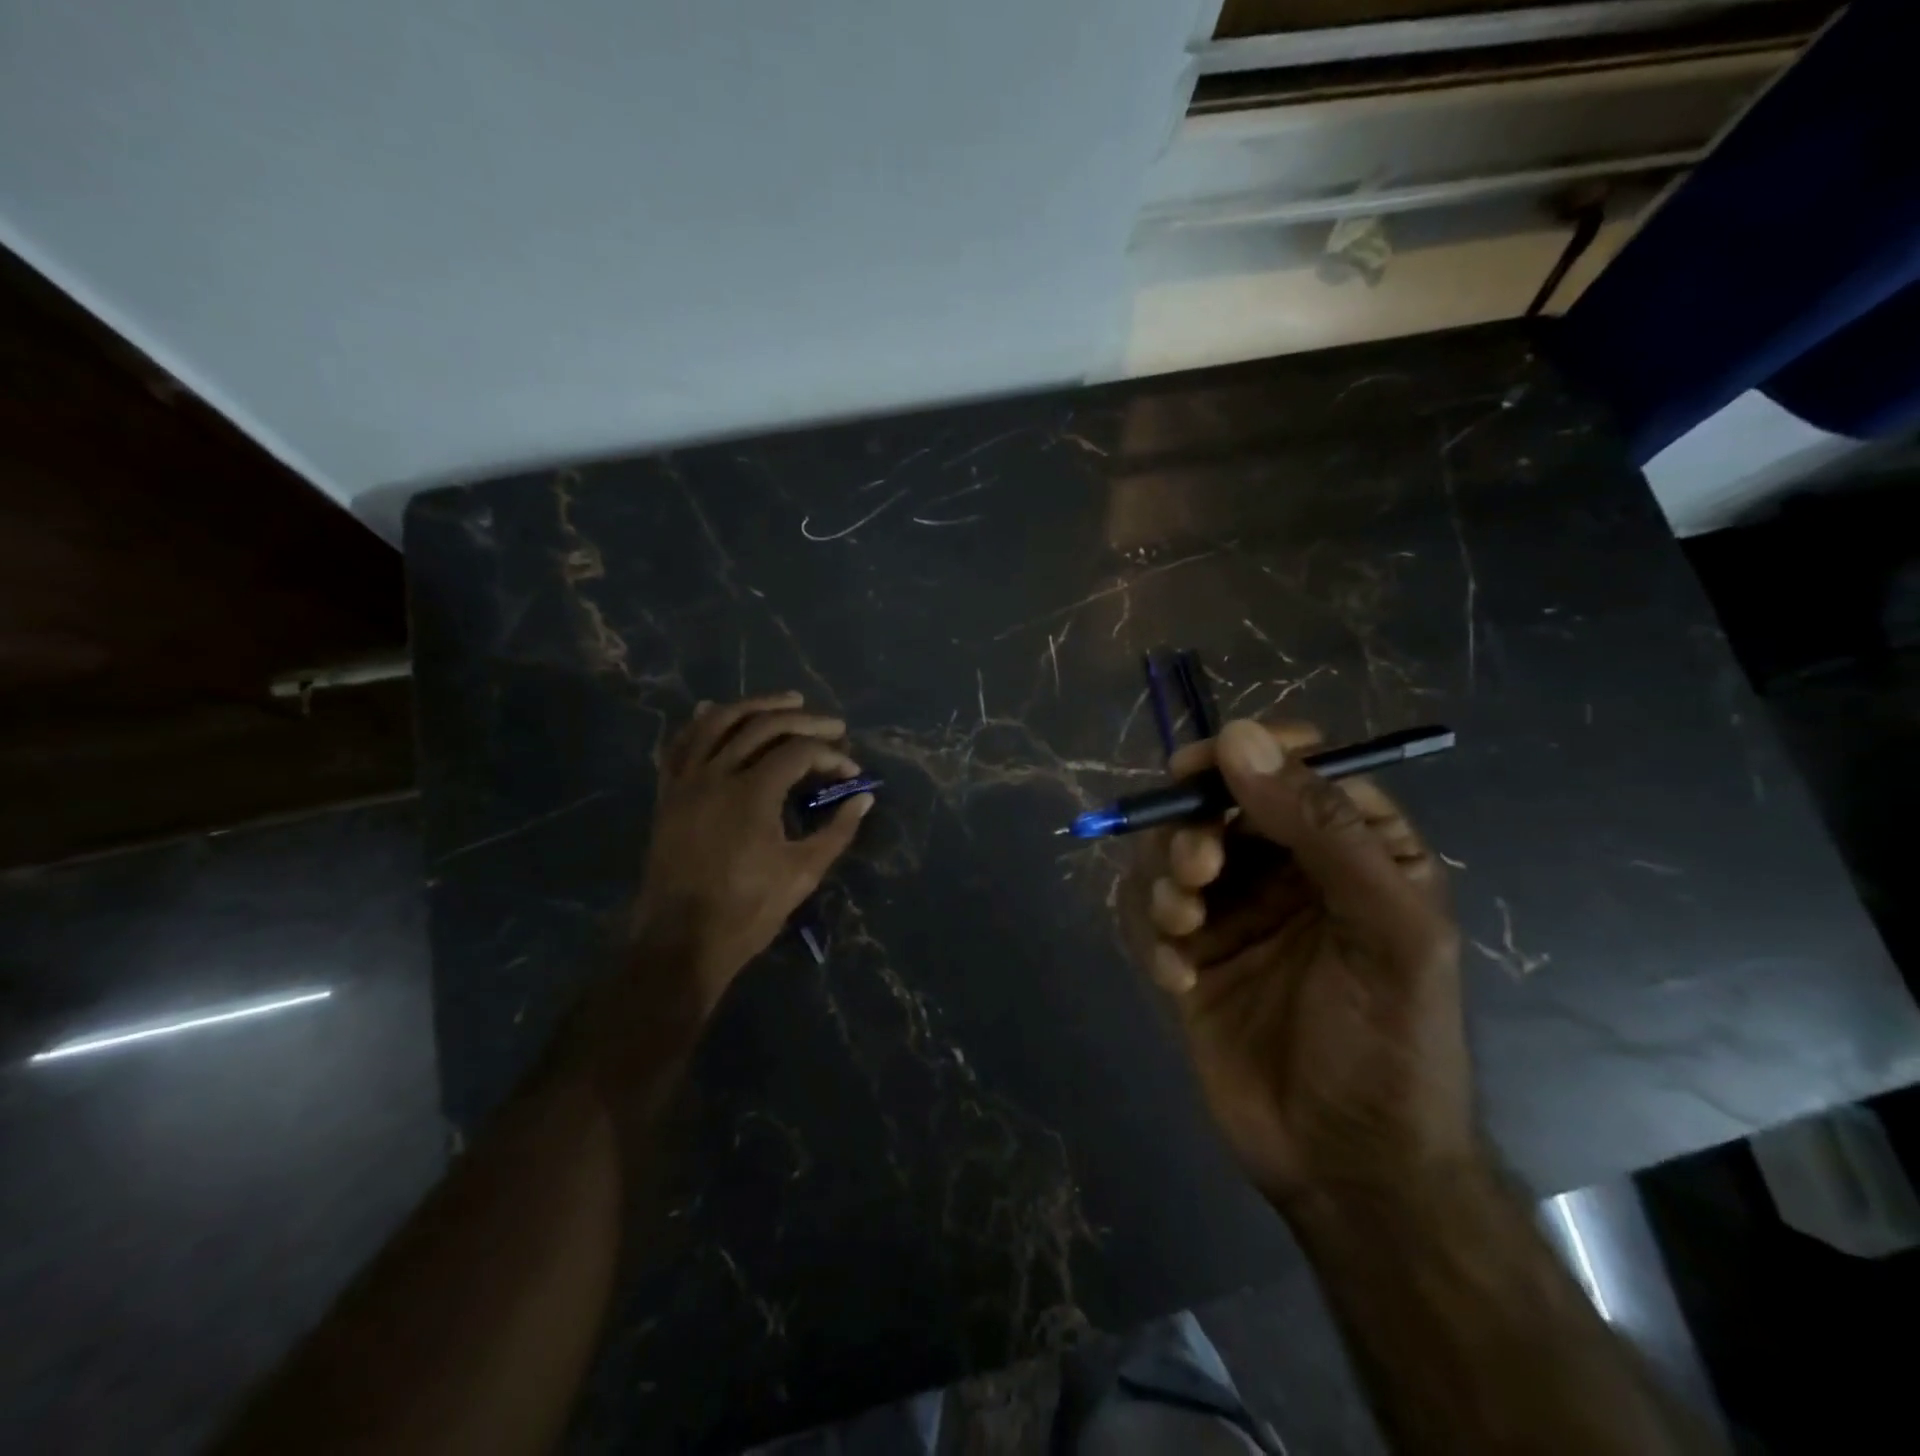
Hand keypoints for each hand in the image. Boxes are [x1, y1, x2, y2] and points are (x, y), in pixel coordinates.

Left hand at [631, 691, 872, 1012]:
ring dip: (754, 706)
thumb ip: (837, 830)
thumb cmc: (747, 910)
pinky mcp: (668, 795)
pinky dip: (700, 724)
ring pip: (717, 723)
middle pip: (763, 727)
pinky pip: (680, 746)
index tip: (851, 771)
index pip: (799, 753)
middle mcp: (716, 774)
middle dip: (804, 721)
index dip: (831, 755)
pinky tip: (713, 711)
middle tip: (833, 725)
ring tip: (786, 701)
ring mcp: (686, 782)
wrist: (679, 941)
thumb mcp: (803, 872)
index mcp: (752, 792)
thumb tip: (863, 798)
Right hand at [1120, 719, 1474, 1211]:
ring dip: (1167, 880)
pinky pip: (1150, 914)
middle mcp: (1288, 869)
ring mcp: (1235, 912)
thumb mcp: (1386, 931)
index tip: (1201, 767)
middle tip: (1198, 869)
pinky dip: (1155, 936)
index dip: (1246, 755)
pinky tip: (1179, 981)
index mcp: (1353, 849)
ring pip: (1173, 852)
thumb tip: (1238, 737)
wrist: (1348, 1170)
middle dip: (1195, 826)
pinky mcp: (1191, 954)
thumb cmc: (1391, 1045)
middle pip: (1217, 804)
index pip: (1295, 768)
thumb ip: (1321, 829)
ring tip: (1184, 927)